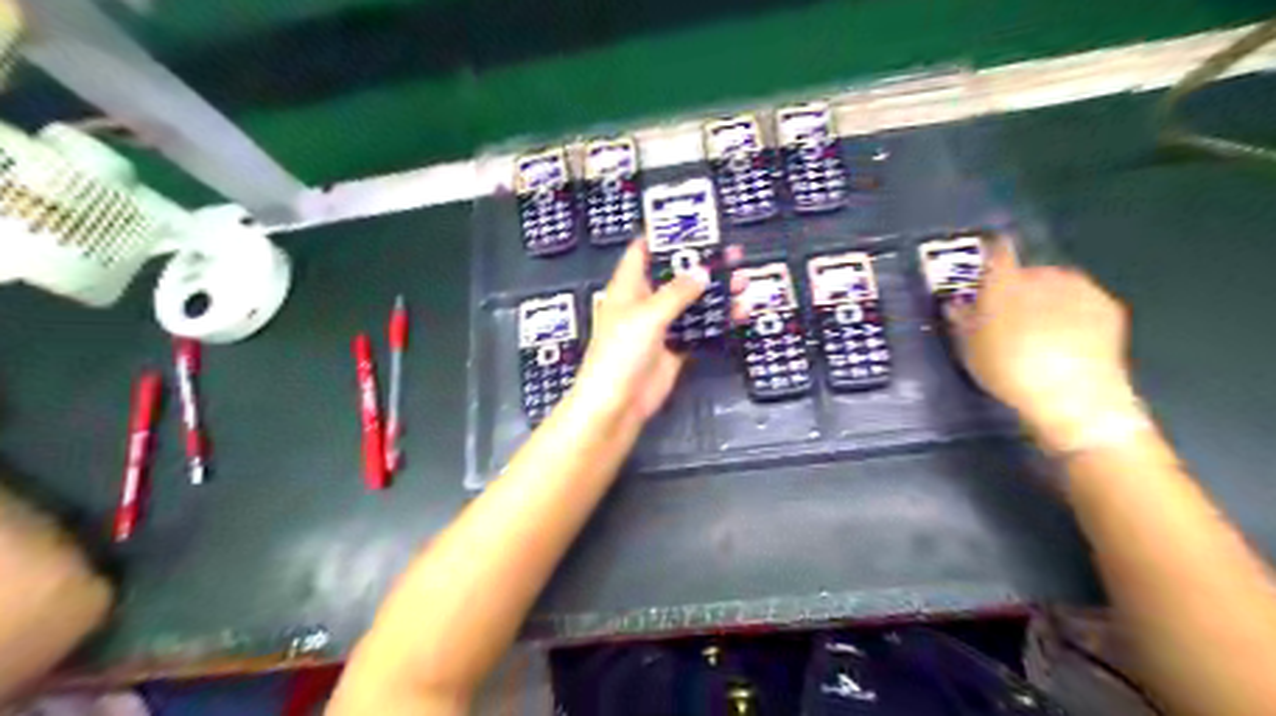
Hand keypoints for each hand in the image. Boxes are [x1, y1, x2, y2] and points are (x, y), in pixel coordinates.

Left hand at [568, 241, 736, 430]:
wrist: (617, 404)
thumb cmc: (621, 353)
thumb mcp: (647, 316)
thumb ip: (676, 293)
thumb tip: (702, 271)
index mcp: (628, 288)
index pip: (643, 252)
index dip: (663, 236)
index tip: (692, 223)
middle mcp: (645, 304)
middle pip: (676, 277)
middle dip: (703, 264)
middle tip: (733, 253)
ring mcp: (661, 328)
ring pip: (693, 304)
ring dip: (716, 293)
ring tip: (744, 280)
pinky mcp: (675, 350)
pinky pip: (700, 331)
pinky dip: (718, 322)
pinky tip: (739, 312)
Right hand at [942, 240, 1140, 449]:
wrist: (1073, 393)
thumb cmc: (1007, 369)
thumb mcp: (968, 349)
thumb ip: (961, 320)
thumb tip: (955, 304)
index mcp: (1004, 281)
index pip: (996, 251)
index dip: (989, 255)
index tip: (984, 266)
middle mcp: (1042, 275)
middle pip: (1026, 272)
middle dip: (1017, 288)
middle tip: (1008, 316)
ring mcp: (1079, 288)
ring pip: (1056, 285)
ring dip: (1047, 299)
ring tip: (1039, 330)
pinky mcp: (1107, 306)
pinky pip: (1082, 301)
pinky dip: (1073, 312)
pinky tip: (1067, 338)